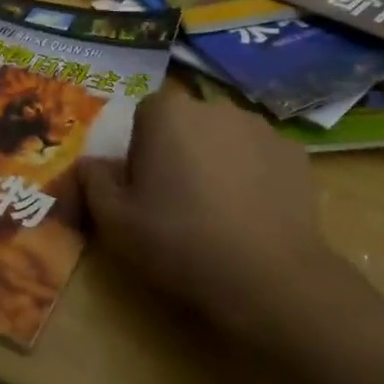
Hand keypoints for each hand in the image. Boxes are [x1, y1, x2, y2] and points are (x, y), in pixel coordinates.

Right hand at [79, 91, 367, 348]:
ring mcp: (259, 126)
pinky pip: (262, 157)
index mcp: (166, 111)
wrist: (268, 277)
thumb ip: (93, 182)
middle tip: (181, 202)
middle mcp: (213, 105)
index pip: (144, 117)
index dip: (142, 153)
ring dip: (219, 161)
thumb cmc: (180, 240)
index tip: (147, 191)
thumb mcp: (115, 221)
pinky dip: (256, 176)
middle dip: (181, 151)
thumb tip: (89, 163)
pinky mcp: (294, 152)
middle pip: (187, 123)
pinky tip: (255, 215)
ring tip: (222, 212)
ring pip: (226, 138)